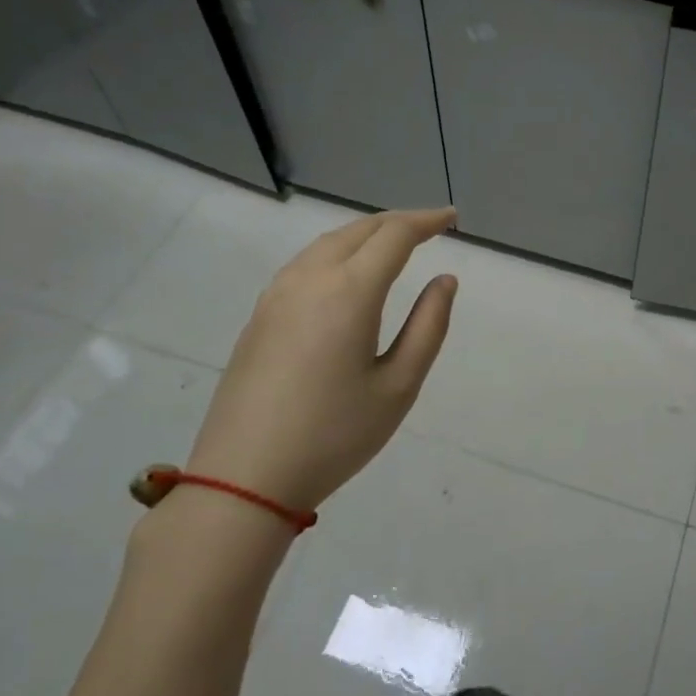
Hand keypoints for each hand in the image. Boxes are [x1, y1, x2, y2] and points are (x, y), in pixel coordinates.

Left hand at [184, 208, 457, 512]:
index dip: (426, 221)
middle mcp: (310, 279)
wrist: (243, 477)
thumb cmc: (334, 435)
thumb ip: (428, 326)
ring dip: (365, 234)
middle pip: (359, 230)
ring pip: (328, 243)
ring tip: (393, 244)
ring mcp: (277, 294)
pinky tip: (347, 272)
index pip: (394, 235)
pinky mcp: (260, 315)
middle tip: (430, 227)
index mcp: (349, 291)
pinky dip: (338, 251)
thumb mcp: (398, 386)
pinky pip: (306, 262)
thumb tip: (444, 280)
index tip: (452, 218)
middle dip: (398, 222)